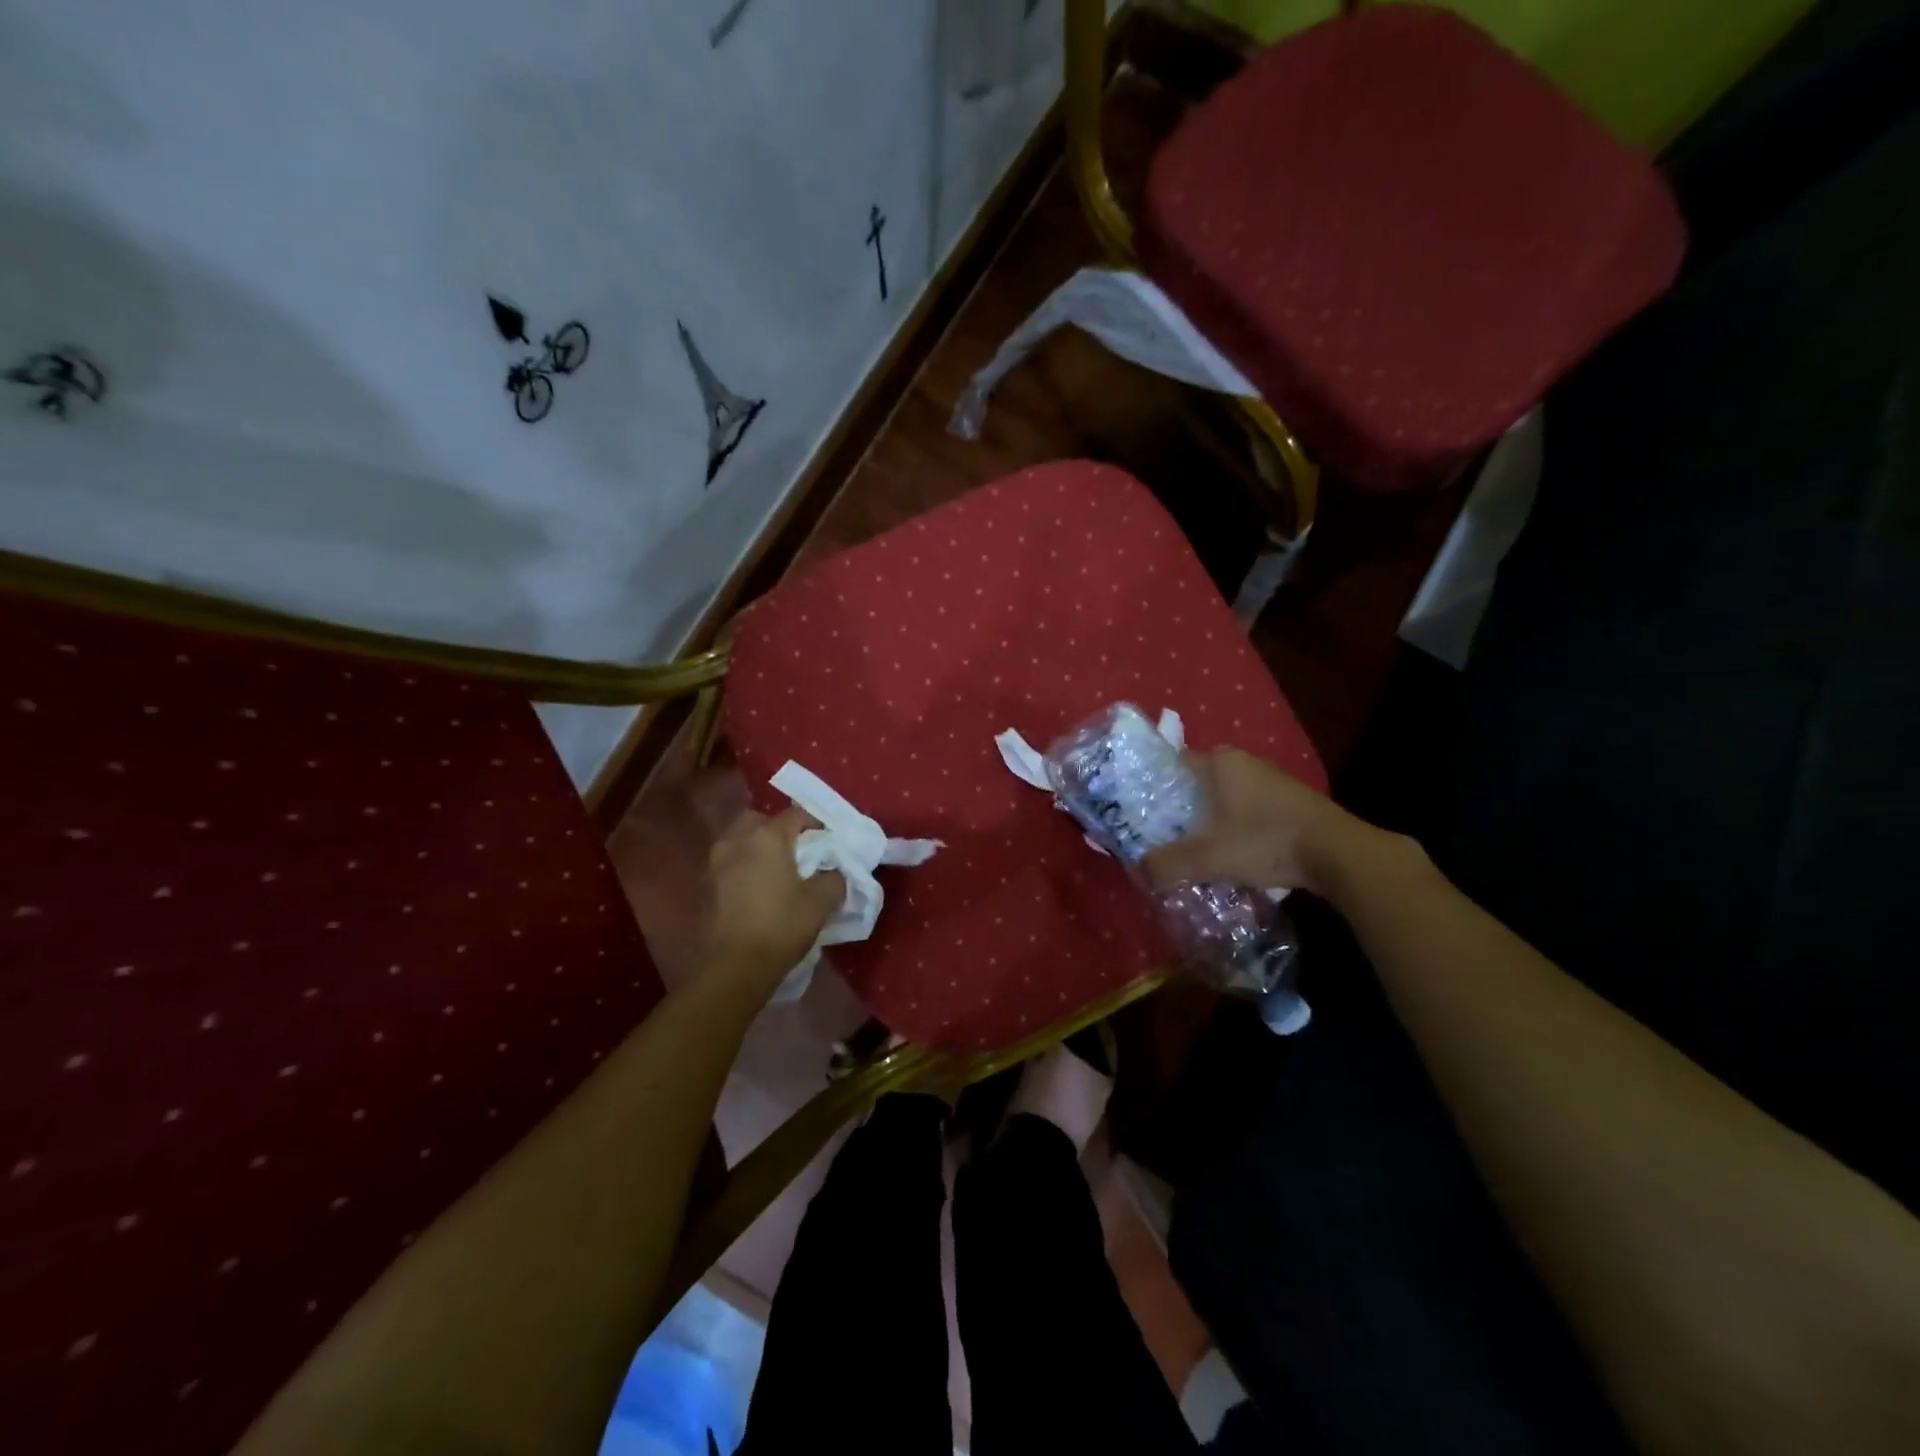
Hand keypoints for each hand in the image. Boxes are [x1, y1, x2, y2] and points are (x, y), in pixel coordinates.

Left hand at [697, 809, 844, 995]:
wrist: (731, 968)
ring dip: (758, 849)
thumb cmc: (780, 926)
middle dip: (779, 830)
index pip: (795, 815)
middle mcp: (736, 840)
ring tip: (777, 871)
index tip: (829, 841)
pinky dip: (744, 868)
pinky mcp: (704, 886)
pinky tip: (757, 889)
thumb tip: (834, 871)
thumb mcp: (821, 902)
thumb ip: (834, 877)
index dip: (816, 824)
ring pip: (740, 841)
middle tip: (798, 851)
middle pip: (760, 821)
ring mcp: (714, 862)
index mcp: (766, 836)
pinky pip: (729, 864)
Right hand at [1143, 748, 1376, 899]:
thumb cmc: (1265, 842)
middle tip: (1166, 833)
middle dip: (1183, 806)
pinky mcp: (1293, 800)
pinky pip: (1251, 808)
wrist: (1339, 853)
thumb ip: (1168, 864)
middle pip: (1200, 781)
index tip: (1144, 811)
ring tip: (1198, 846)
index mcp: (1220, 762)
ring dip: (1213, 817)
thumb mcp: (1209, 857)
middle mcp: (1245, 761)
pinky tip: (1236, 851)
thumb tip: (1139, 872)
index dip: (1156, 786)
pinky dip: (1238, 825)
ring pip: (1227, 795)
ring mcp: (1273, 779)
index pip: (1175, 763)